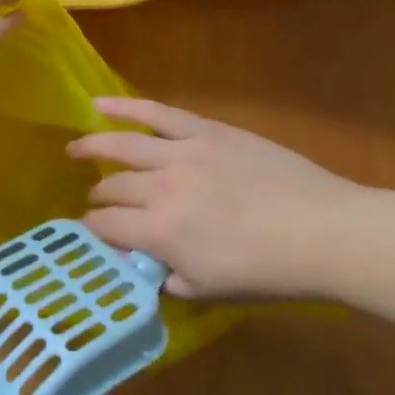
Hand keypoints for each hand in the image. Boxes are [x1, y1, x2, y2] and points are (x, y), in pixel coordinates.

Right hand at [68, 98, 367, 299]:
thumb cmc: (269, 271)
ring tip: (72, 149)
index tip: (91, 233)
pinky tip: (99, 104)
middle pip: (112, 188)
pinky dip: (124, 107)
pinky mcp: (204, 130)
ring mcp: (181, 152)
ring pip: (122, 145)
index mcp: (159, 232)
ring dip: (92, 147)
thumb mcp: (210, 290)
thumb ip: (167, 279)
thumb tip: (144, 268)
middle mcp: (160, 187)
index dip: (92, 231)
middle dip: (97, 198)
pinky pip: (156, 112)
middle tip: (95, 202)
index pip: (106, 227)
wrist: (322, 231)